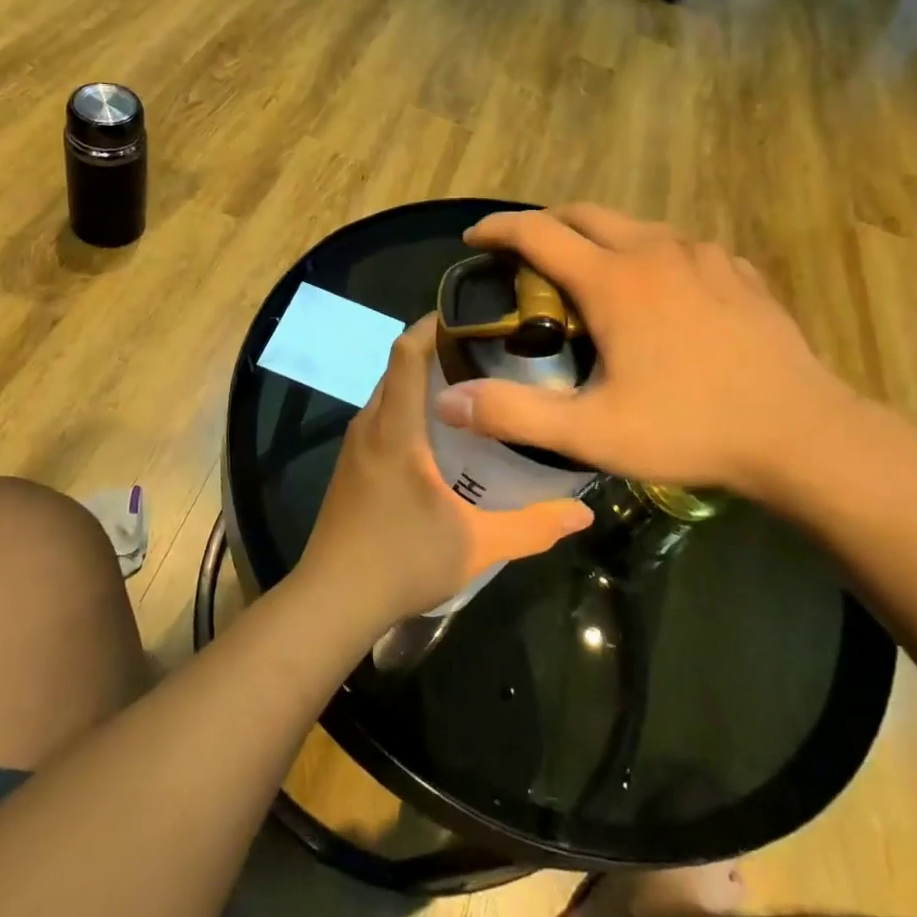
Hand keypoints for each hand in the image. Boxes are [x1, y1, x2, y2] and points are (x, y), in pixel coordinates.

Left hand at [299, 315, 594, 626]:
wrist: (332, 601)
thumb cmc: (402, 561)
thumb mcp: (477, 545)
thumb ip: (533, 526)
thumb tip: (585, 513)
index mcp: (395, 429)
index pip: (405, 353)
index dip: (432, 324)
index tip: (470, 315)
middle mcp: (369, 426)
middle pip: (397, 368)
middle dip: (436, 351)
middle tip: (487, 354)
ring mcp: (354, 447)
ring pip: (387, 394)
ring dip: (421, 383)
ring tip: (470, 389)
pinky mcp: (350, 467)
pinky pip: (380, 418)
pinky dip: (407, 409)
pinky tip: (438, 436)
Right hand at [431, 204, 858, 504]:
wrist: (803, 434)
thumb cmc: (690, 428)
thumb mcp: (592, 432)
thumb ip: (514, 414)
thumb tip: (447, 402)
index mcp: (613, 280)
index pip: (537, 232)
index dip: (497, 229)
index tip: (473, 239)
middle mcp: (654, 251)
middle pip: (584, 214)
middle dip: (544, 225)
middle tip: (522, 257)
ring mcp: (703, 257)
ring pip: (634, 226)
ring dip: (597, 238)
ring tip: (586, 275)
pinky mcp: (738, 273)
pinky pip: (678, 247)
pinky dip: (648, 255)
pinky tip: (657, 292)